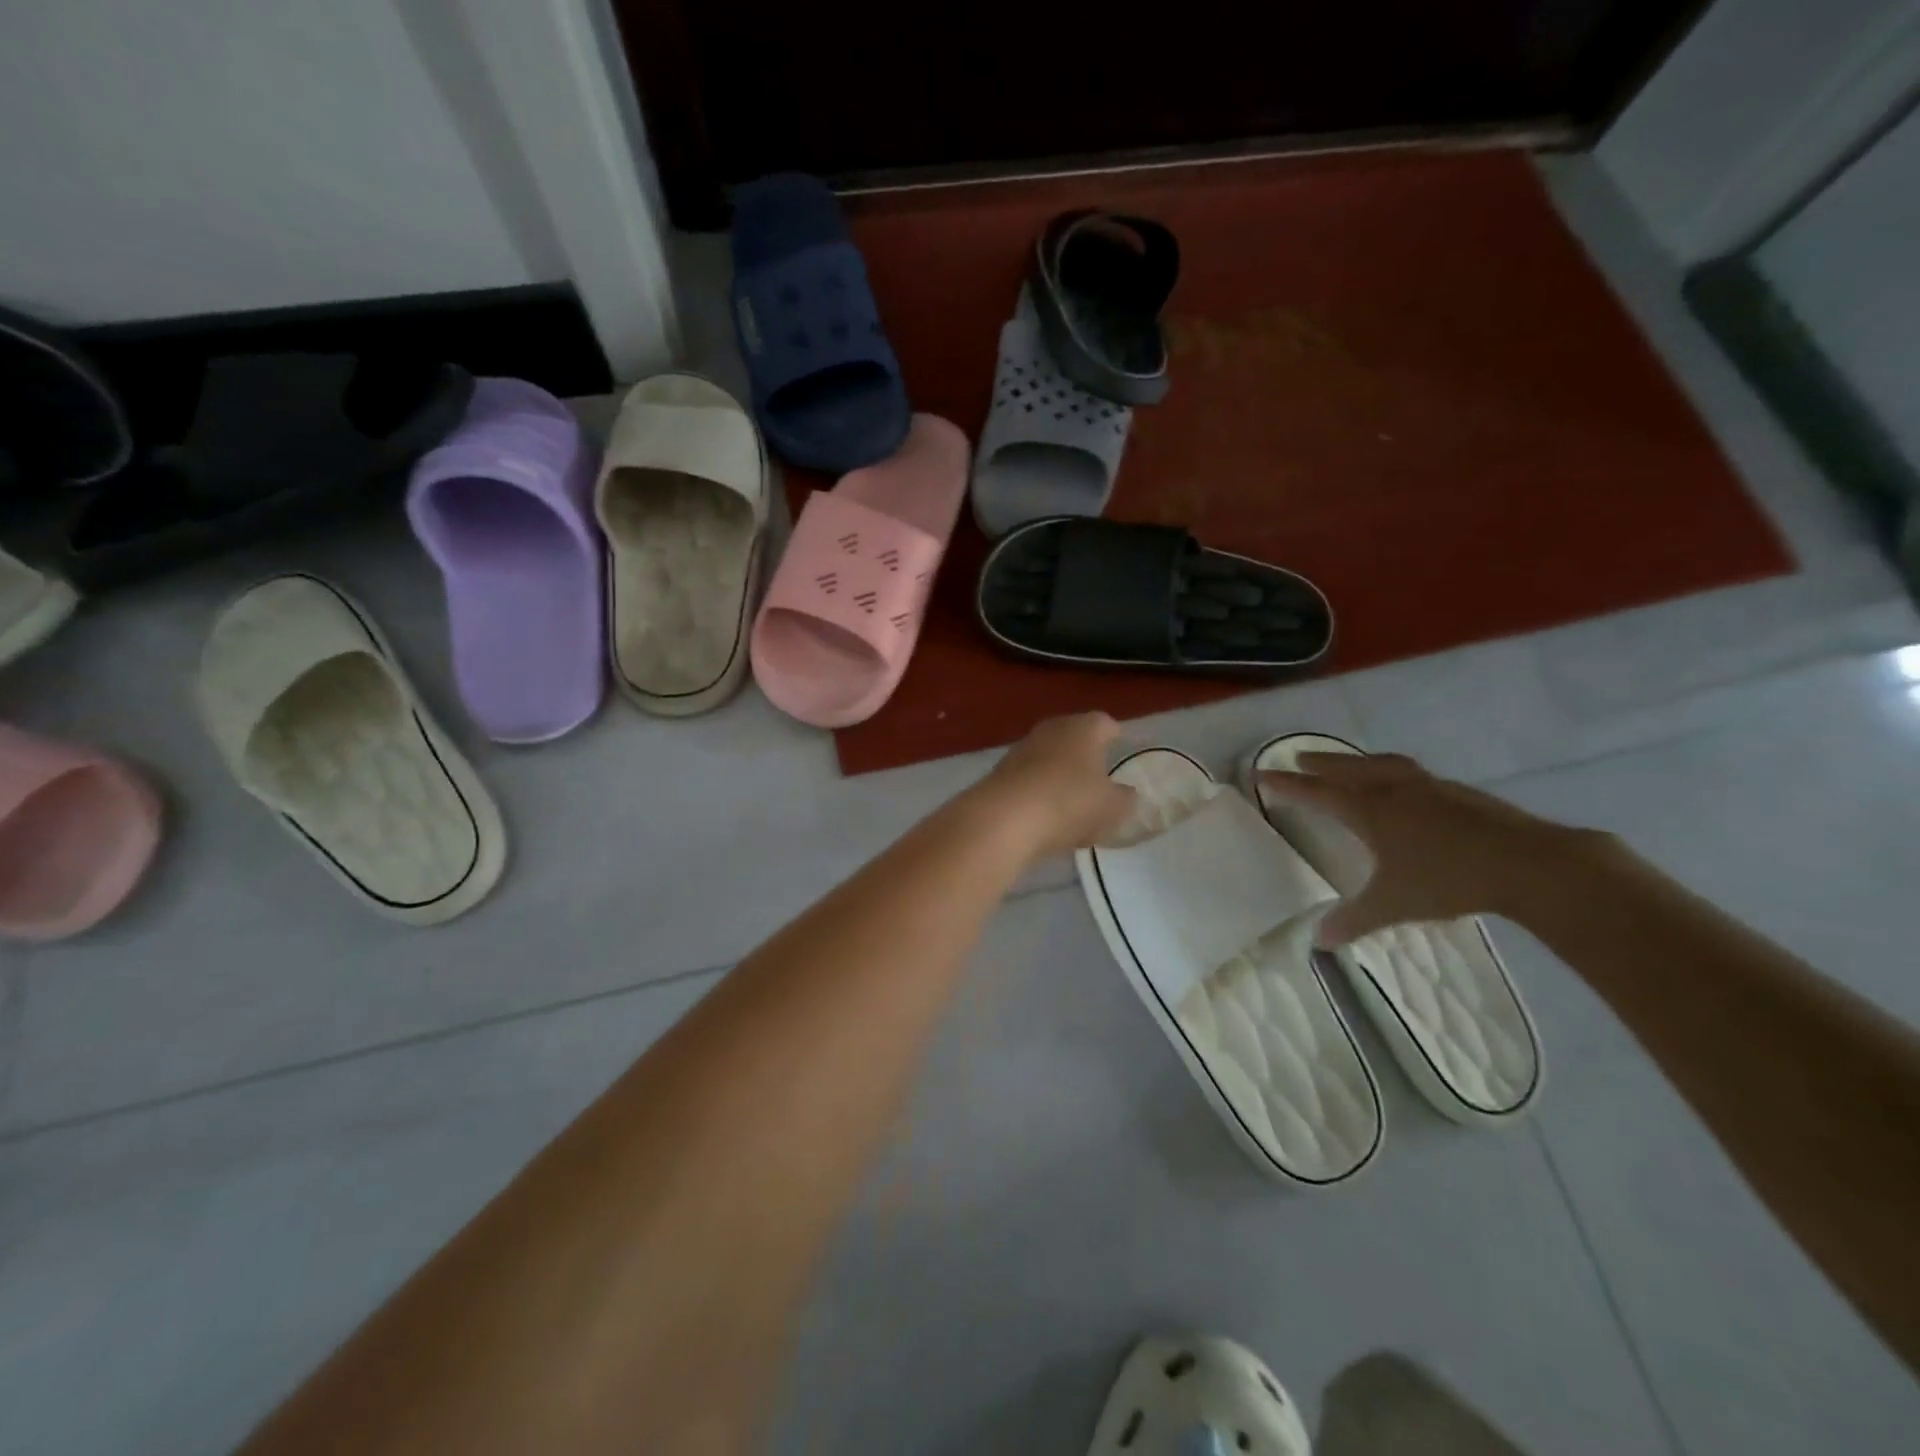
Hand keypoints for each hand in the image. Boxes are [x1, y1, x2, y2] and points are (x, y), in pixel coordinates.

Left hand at [974, 713, 1136, 860]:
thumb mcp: (1113, 807)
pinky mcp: (999, 773)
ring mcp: (1021, 750)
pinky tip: (1046, 815)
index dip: (1117, 736)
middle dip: (1086, 754)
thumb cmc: (1069, 803)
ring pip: (1049, 757)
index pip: (1106, 723)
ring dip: (1060, 774)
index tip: (1124, 750)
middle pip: (1074, 737)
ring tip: (1074, 800)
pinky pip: (1030, 779)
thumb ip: (1125, 798)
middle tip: (1100, 775)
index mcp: (1083, 728)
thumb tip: (1126, 792)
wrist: (1004, 819)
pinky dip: (1040, 792)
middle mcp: (1051, 729)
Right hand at [1259, 752, 1600, 945]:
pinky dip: (1393, 772)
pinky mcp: (1459, 793)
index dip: (1288, 785)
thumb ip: (1353, 919)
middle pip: (1348, 768)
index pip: (1317, 793)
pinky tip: (1404, 787)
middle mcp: (1393, 791)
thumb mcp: (1393, 904)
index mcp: (1370, 811)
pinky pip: (1412, 774)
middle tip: (1300, 758)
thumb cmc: (1448, 880)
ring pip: (1383, 765)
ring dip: (1359, 761)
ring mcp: (1429, 787)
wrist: (1528, 863)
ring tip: (1350, 763)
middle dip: (1321, 763)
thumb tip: (1318, 942)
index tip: (1263, 773)